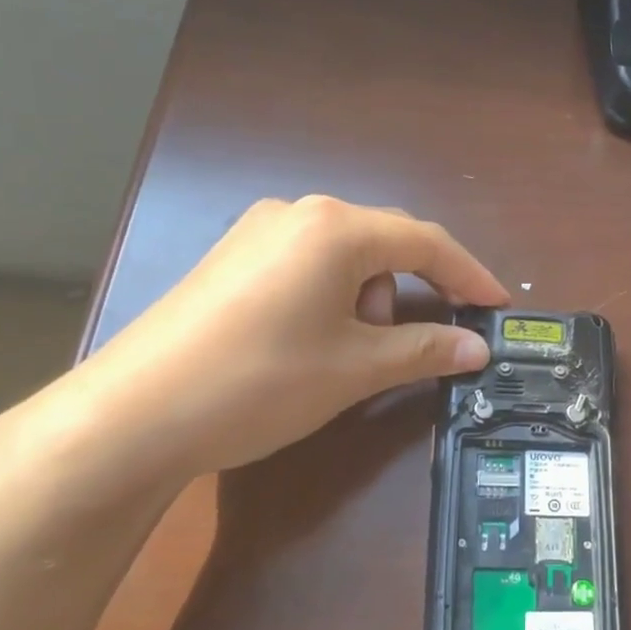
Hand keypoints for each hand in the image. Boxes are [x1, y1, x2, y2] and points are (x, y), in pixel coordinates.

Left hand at [66, 196, 508, 484]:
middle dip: (418, 286)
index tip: (499, 306)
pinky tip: (317, 336)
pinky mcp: (231, 257)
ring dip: (371, 294)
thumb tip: (477, 348)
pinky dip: (334, 294)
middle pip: (385, 241)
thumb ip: (425, 350)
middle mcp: (298, 214)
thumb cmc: (261, 382)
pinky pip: (307, 262)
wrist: (132, 415)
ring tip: (356, 349)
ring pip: (344, 253)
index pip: (426, 242)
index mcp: (336, 228)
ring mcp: (257, 231)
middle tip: (433, 337)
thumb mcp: (355, 368)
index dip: (470, 274)